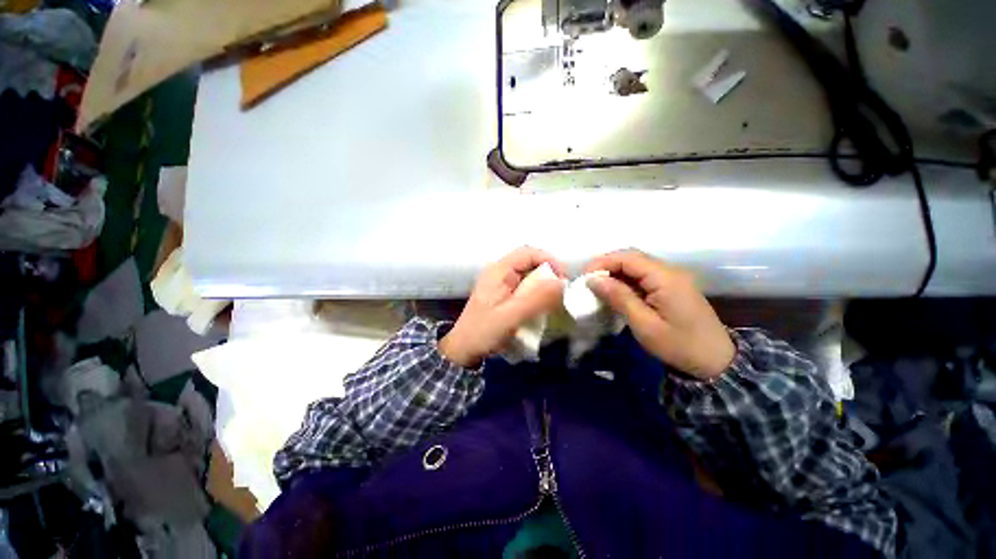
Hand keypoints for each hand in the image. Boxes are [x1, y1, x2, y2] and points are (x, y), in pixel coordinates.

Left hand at [440, 247, 565, 367]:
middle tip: (561, 292)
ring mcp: (501, 283)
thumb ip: (536, 299)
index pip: (528, 253)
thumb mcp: (511, 316)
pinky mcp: (504, 294)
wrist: (464, 349)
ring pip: (529, 275)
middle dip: (548, 274)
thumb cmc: (483, 332)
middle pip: (530, 262)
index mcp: (499, 271)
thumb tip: (562, 283)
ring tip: (554, 300)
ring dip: (544, 285)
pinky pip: (525, 287)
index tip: (563, 280)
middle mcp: (500, 272)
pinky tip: (542, 306)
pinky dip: (537, 294)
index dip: (549, 261)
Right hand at [585, 250, 734, 379]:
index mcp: (665, 277)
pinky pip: (643, 276)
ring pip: (636, 266)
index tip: (585, 277)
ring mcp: (672, 278)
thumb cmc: (678, 345)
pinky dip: (626, 281)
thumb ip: (619, 298)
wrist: (715, 362)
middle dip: (607, 266)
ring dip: (615, 273)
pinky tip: (616, 293)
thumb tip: (594, 279)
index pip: (628, 257)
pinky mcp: (671, 286)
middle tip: (588, 282)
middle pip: (632, 257)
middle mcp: (669, 271)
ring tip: (598, 288)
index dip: (603, 262)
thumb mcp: (644, 324)